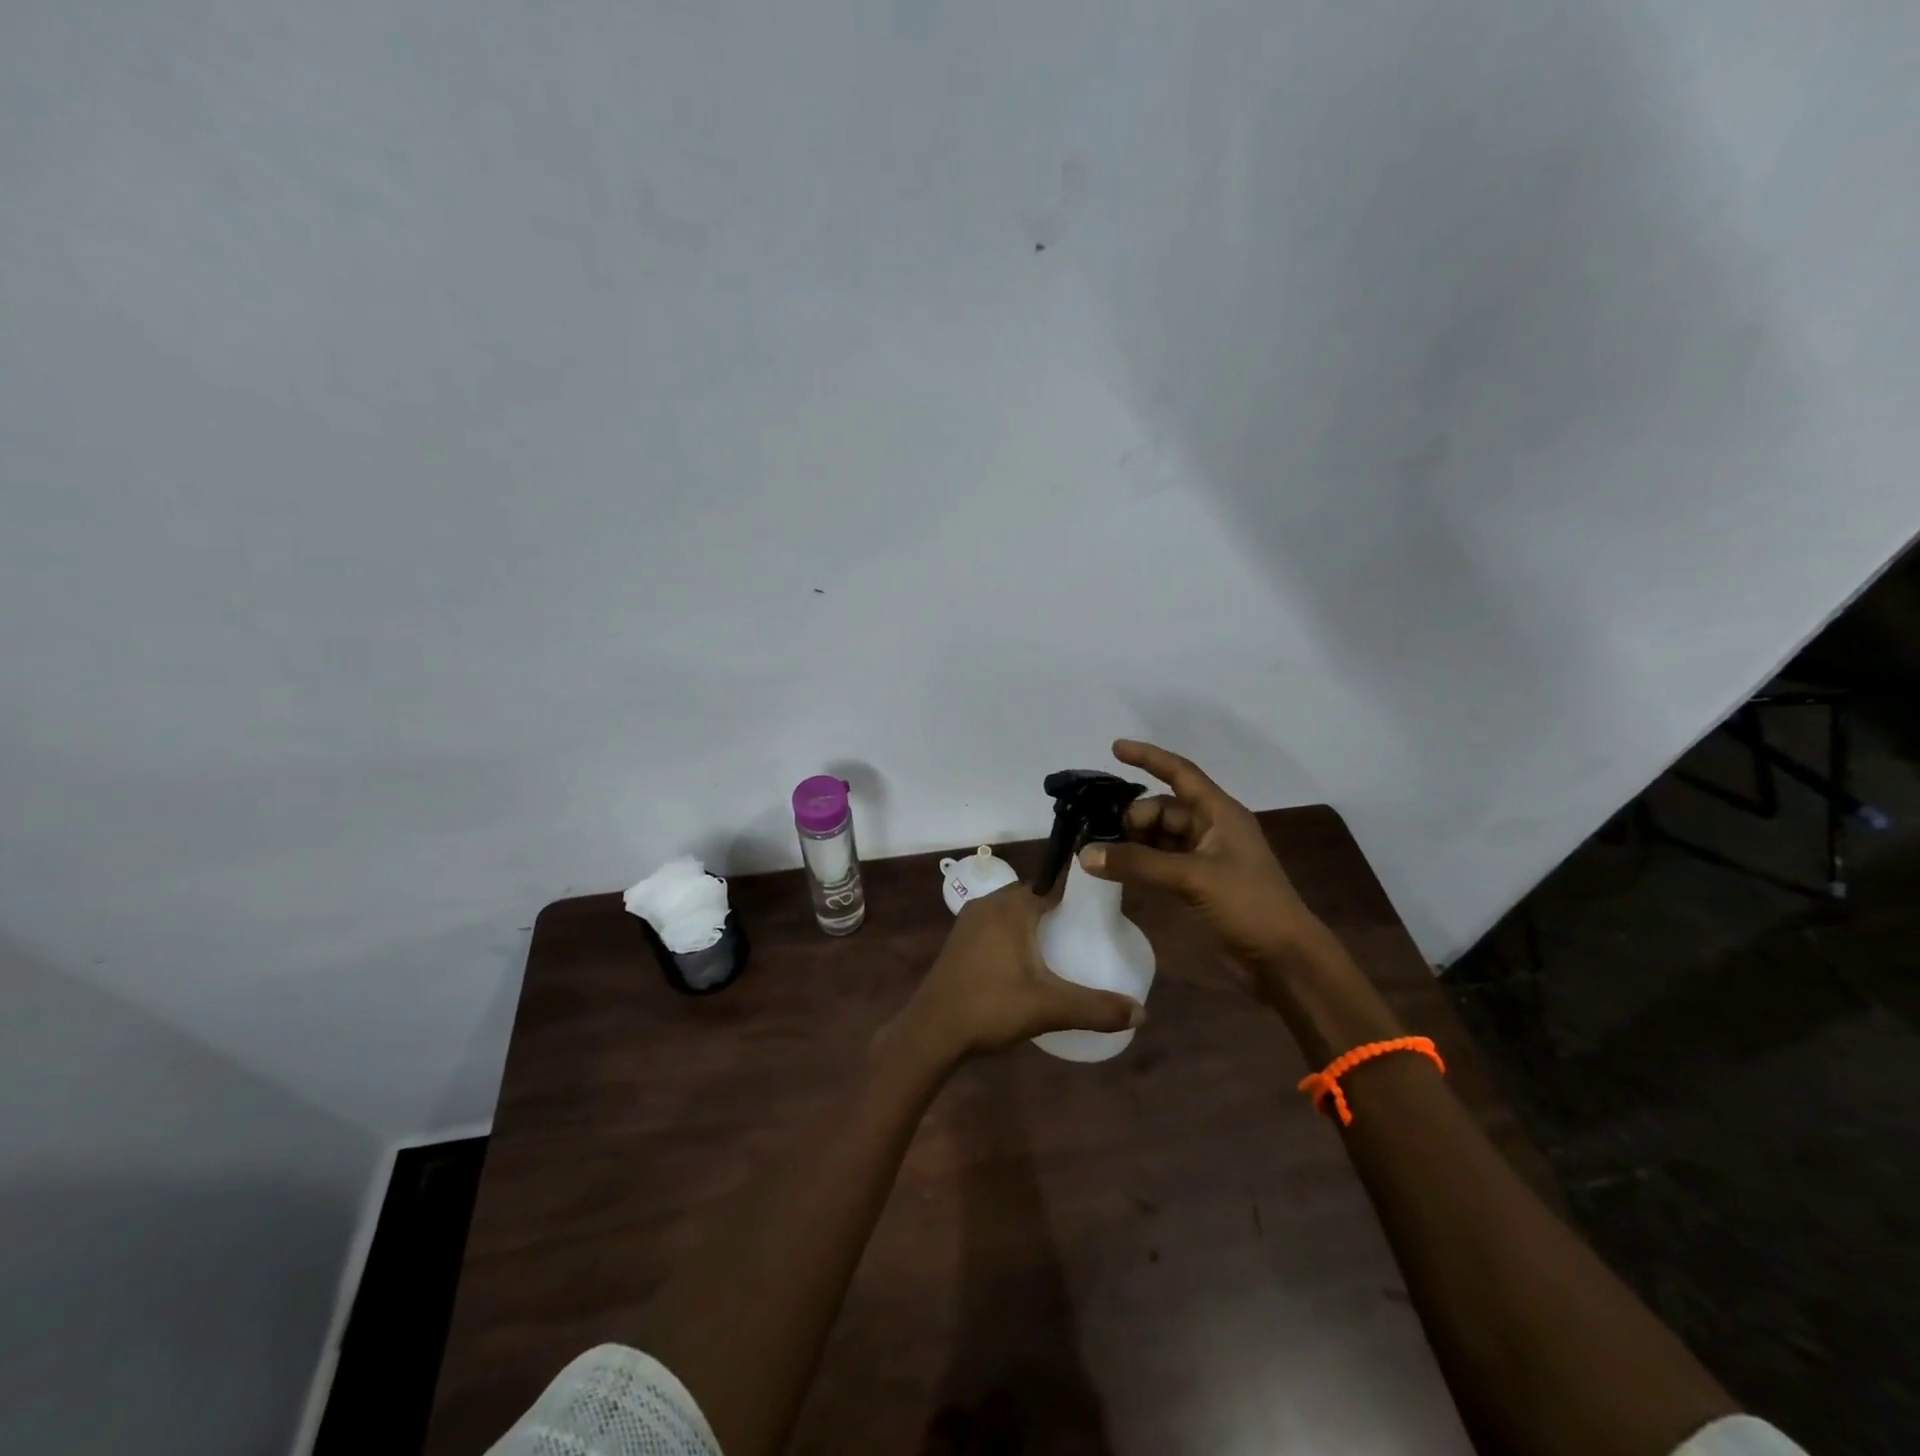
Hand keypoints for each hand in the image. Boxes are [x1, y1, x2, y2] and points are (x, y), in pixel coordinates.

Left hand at [887, 882, 1144, 1061]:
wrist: (931, 1032)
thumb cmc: (990, 1008)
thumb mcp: (1049, 1008)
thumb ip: (1096, 1008)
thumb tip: (1142, 1013)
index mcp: (1012, 905)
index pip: (1055, 885)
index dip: (1080, 896)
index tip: (1103, 914)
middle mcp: (990, 903)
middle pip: (1035, 897)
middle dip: (1060, 912)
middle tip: (1088, 937)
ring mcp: (970, 921)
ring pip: (1013, 912)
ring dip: (1036, 925)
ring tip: (1064, 951)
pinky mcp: (959, 940)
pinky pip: (996, 926)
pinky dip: (1015, 936)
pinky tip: (1028, 964)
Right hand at [1080, 739, 1323, 971]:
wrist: (1283, 960)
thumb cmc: (1248, 905)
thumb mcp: (1192, 877)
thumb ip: (1138, 863)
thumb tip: (1086, 854)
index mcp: (1219, 813)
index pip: (1180, 773)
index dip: (1149, 758)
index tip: (1114, 748)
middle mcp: (1210, 829)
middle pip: (1162, 809)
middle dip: (1131, 817)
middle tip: (1100, 836)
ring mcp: (1203, 858)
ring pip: (1158, 838)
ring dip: (1131, 842)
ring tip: (1098, 852)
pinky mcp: (1196, 884)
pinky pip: (1159, 863)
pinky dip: (1139, 864)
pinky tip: (1114, 871)